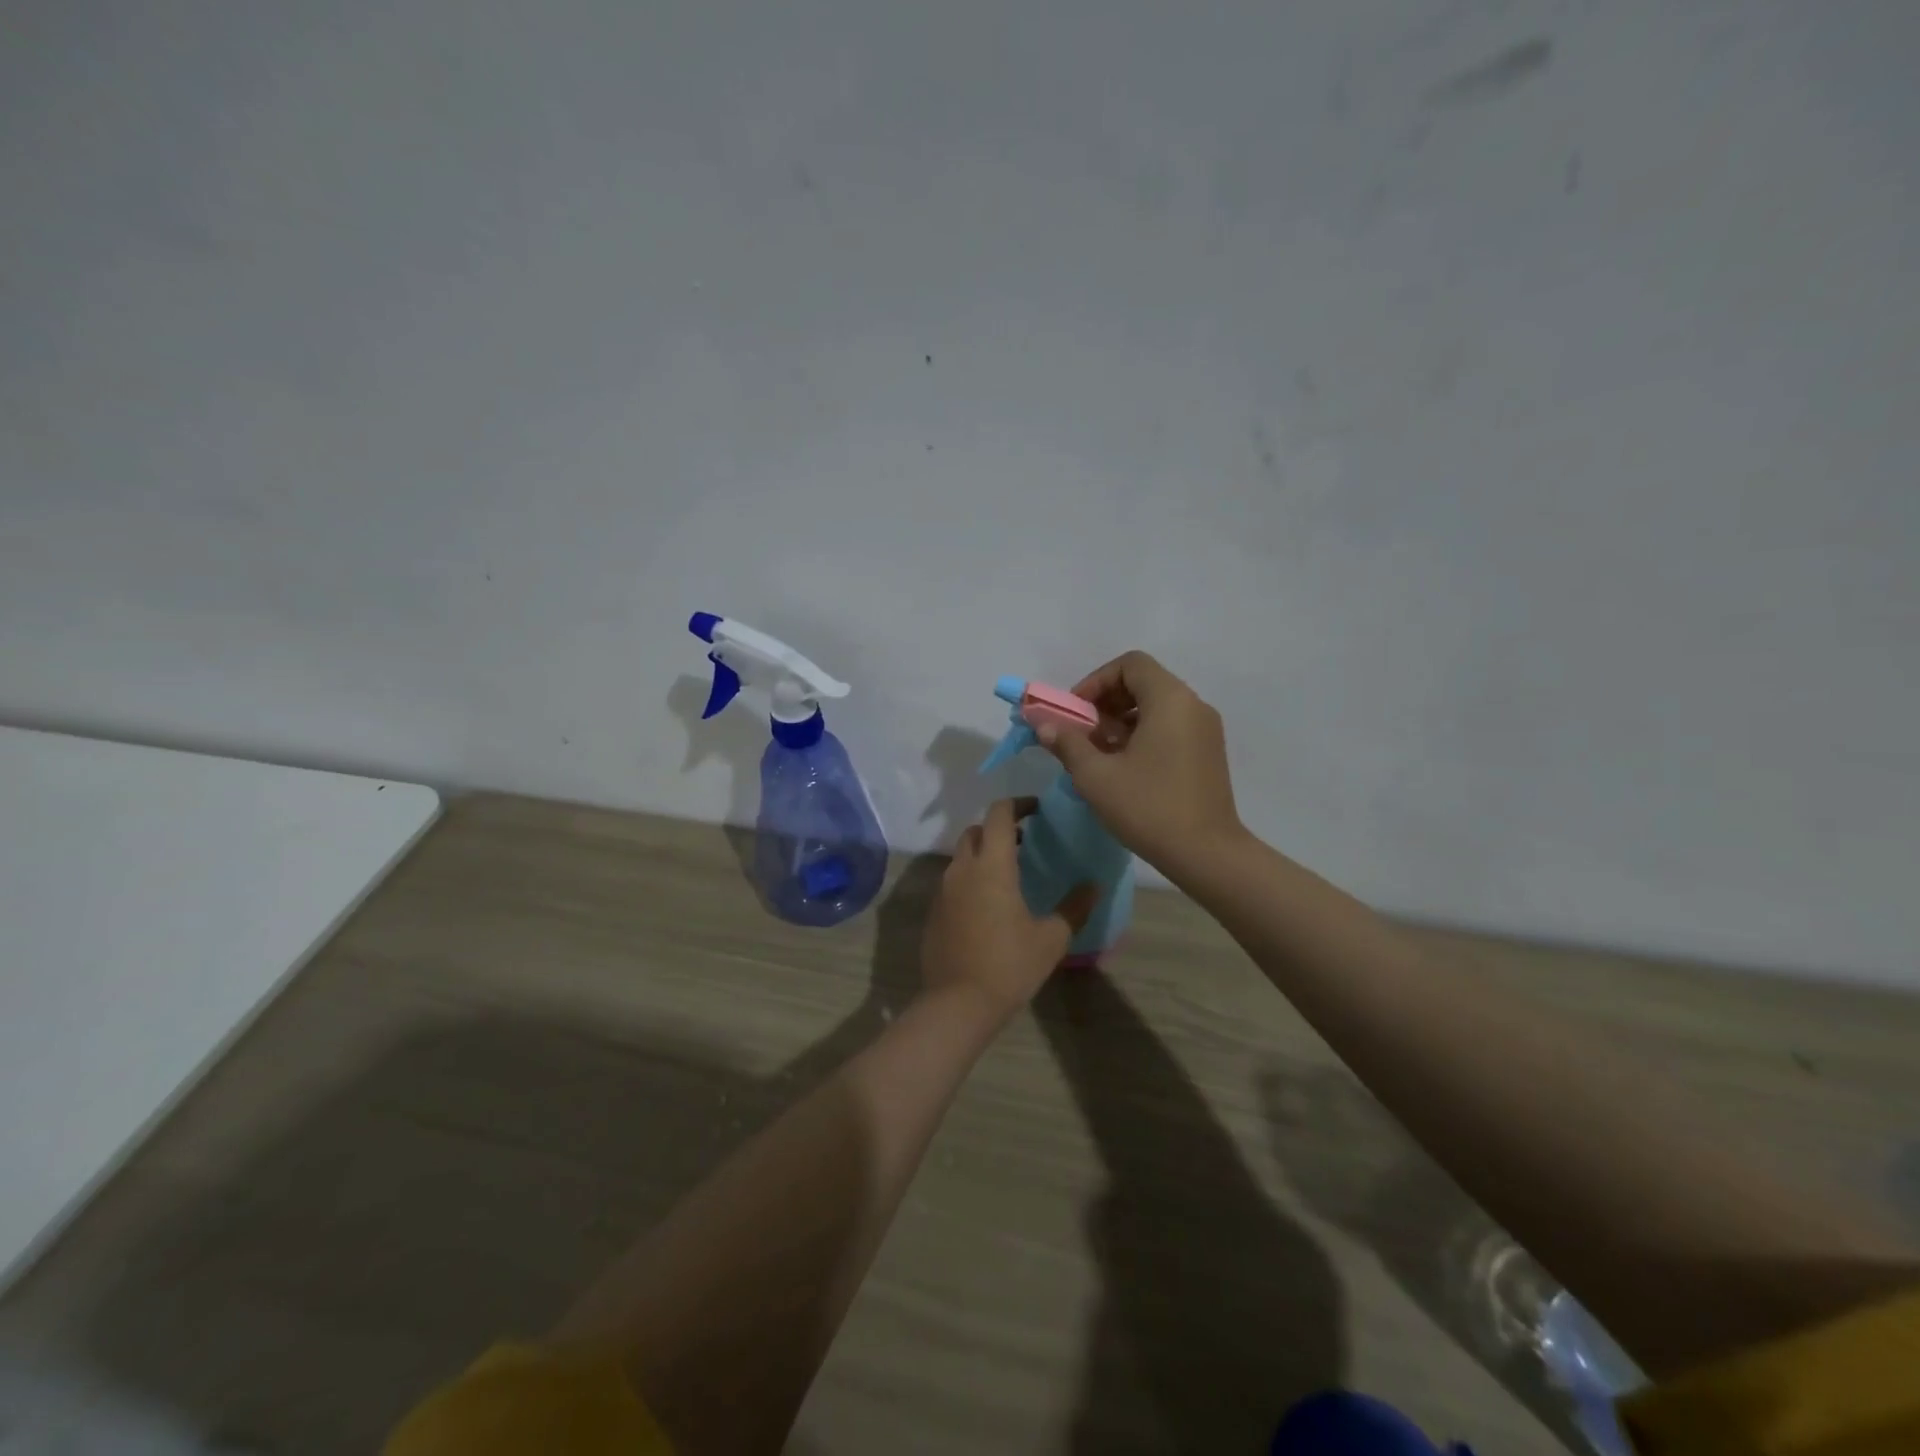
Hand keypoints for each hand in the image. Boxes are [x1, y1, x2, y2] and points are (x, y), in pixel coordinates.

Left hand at [920, 799, 1097, 1018]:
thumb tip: (1094, 886)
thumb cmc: (1009, 966)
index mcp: (992, 866)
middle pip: (976, 831)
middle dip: (999, 829)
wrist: (957, 1004)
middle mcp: (963, 869)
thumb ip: (1074, 907)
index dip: (1018, 804)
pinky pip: (953, 881)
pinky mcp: (934, 911)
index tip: (1037, 810)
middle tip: (1025, 844)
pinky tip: (988, 905)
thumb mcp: (1051, 938)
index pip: (999, 814)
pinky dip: (971, 879)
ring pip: (962, 856)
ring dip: (983, 854)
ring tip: (1010, 875)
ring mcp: (943, 890)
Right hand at [1038, 650, 1244, 875]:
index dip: (1096, 681)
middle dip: (1105, 702)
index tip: (1075, 712)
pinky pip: (1170, 727)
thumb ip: (1067, 743)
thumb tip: (1044, 725)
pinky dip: (1143, 734)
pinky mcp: (1208, 753)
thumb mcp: (1096, 776)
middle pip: (1143, 683)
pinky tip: (1124, 767)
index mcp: (1170, 700)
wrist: (1206, 854)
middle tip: (1081, 732)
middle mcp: (1193, 705)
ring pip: (1156, 707)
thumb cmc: (1148, 807)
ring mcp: (1205, 730)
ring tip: (1098, 753)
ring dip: (1121, 720)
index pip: (1130, 664)